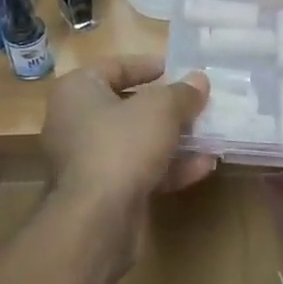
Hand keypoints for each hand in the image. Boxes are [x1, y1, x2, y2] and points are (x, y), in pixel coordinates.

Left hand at [42, 56, 213, 224]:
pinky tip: (203, 166)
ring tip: (208, 136)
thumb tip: (199, 80)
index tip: (175, 69)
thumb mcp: (161, 109)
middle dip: (165, 108)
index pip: (113, 67)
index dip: (146, 66)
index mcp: (76, 91)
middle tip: (196, 104)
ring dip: (173, 140)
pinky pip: (137, 171)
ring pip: (135, 142)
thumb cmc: (122, 144)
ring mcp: (86, 161)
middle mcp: (74, 123)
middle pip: (126, 107)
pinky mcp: (101, 193)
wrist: (97, 217)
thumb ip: (182, 93)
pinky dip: (168, 168)